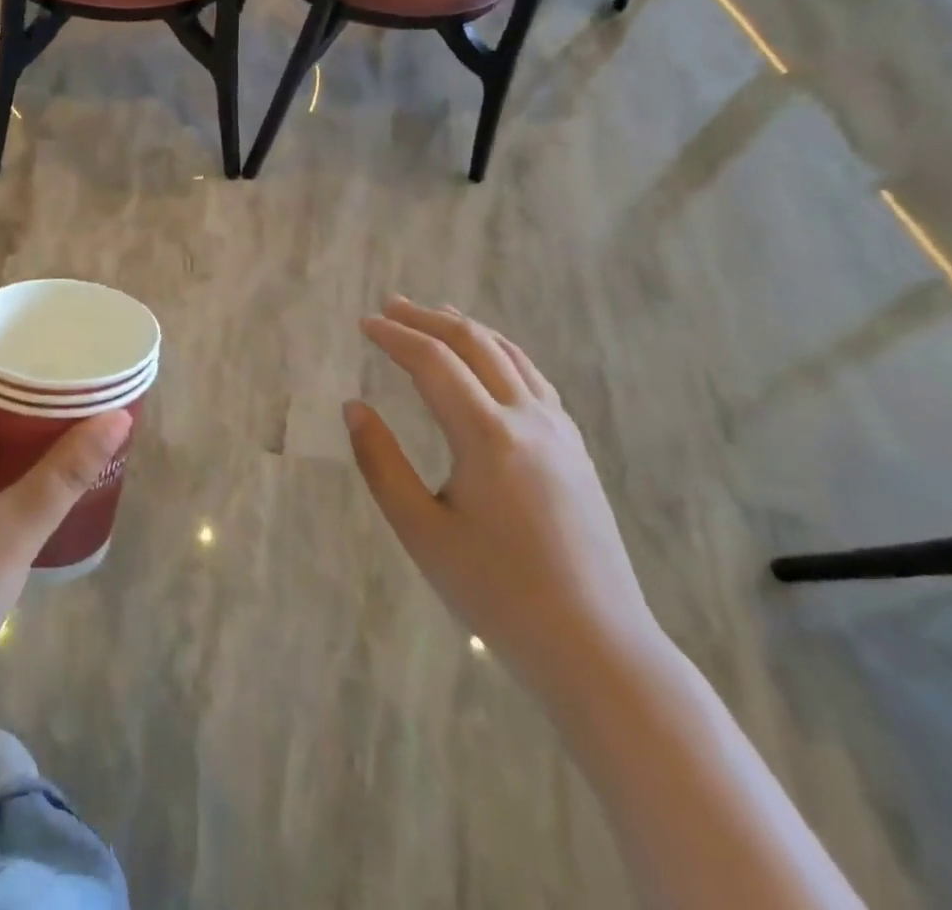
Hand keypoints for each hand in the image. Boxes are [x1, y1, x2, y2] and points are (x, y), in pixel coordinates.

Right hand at [346, 298, 661, 697]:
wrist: (597, 645)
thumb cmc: (496, 593)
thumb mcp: (421, 532)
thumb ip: (381, 463)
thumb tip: (354, 408)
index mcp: (487, 436)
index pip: (433, 362)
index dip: (394, 337)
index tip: (364, 323)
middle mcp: (528, 418)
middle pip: (473, 344)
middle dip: (427, 319)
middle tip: (390, 306)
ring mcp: (559, 430)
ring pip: (509, 354)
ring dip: (466, 328)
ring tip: (434, 314)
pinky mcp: (575, 448)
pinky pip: (533, 378)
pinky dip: (500, 352)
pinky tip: (489, 359)